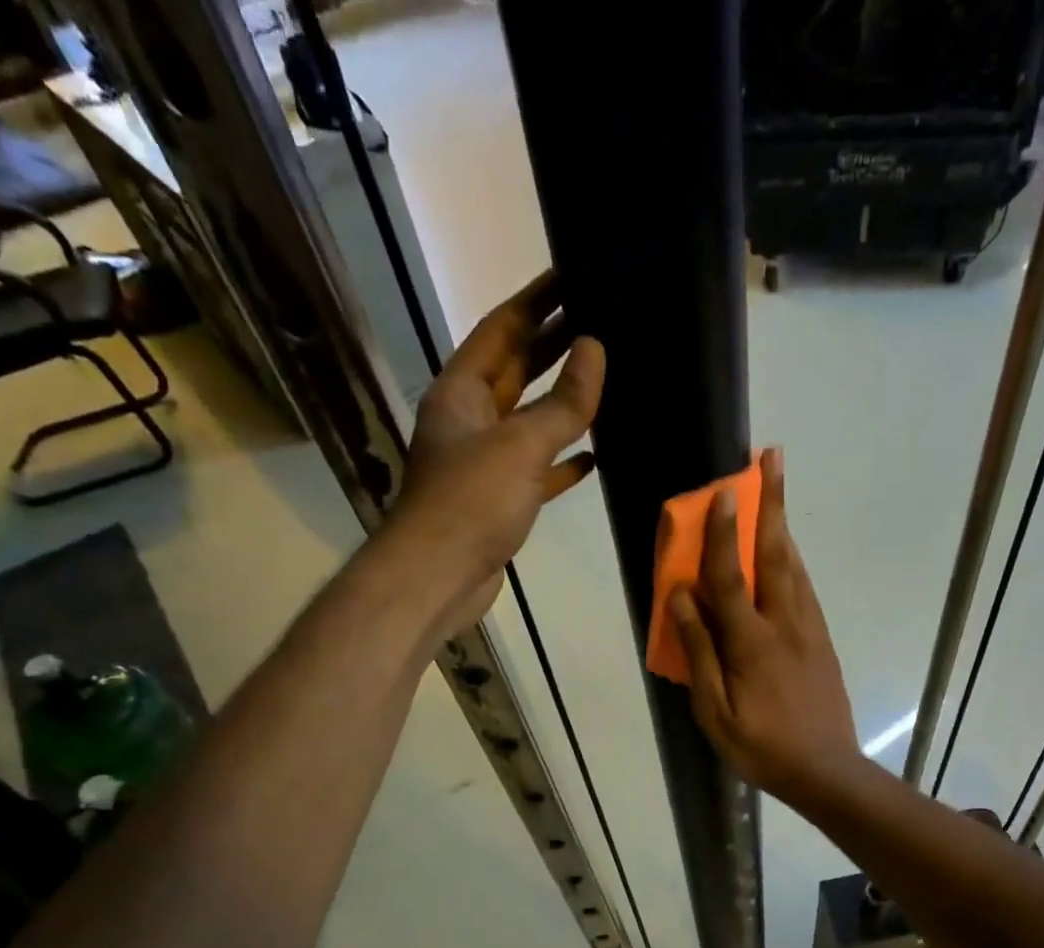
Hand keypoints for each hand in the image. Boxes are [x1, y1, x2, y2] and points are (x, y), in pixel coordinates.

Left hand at [379, 271, 604, 638]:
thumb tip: (595, 349)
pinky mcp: (500, 500)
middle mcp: (470, 419)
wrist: (439, 576)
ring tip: (604, 378)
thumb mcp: (521, 445)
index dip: (536, 301)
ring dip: (562, 402)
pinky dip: (562, 461)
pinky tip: (594, 455)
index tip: (571, 274)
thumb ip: (562, 403)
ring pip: (529, 420)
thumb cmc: (472, 502)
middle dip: (554, 345)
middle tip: (600, 318)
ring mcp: (484, 462)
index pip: (501, 329)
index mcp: (462, 391)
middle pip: (516, 370)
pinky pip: (537, 469)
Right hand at [668, 449, 862, 804]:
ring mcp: (809, 630)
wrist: (827, 771)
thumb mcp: (715, 712)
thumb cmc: (761, 747)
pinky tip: (786, 551)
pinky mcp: (822, 641)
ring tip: (776, 490)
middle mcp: (785, 624)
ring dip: (783, 524)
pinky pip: (804, 588)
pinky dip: (792, 559)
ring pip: (794, 566)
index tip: (721, 490)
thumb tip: (681, 598)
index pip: (730, 577)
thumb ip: (699, 652)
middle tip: (773, 458)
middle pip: (775, 554)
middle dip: (772, 503)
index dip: (720, 534)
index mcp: (751, 643)